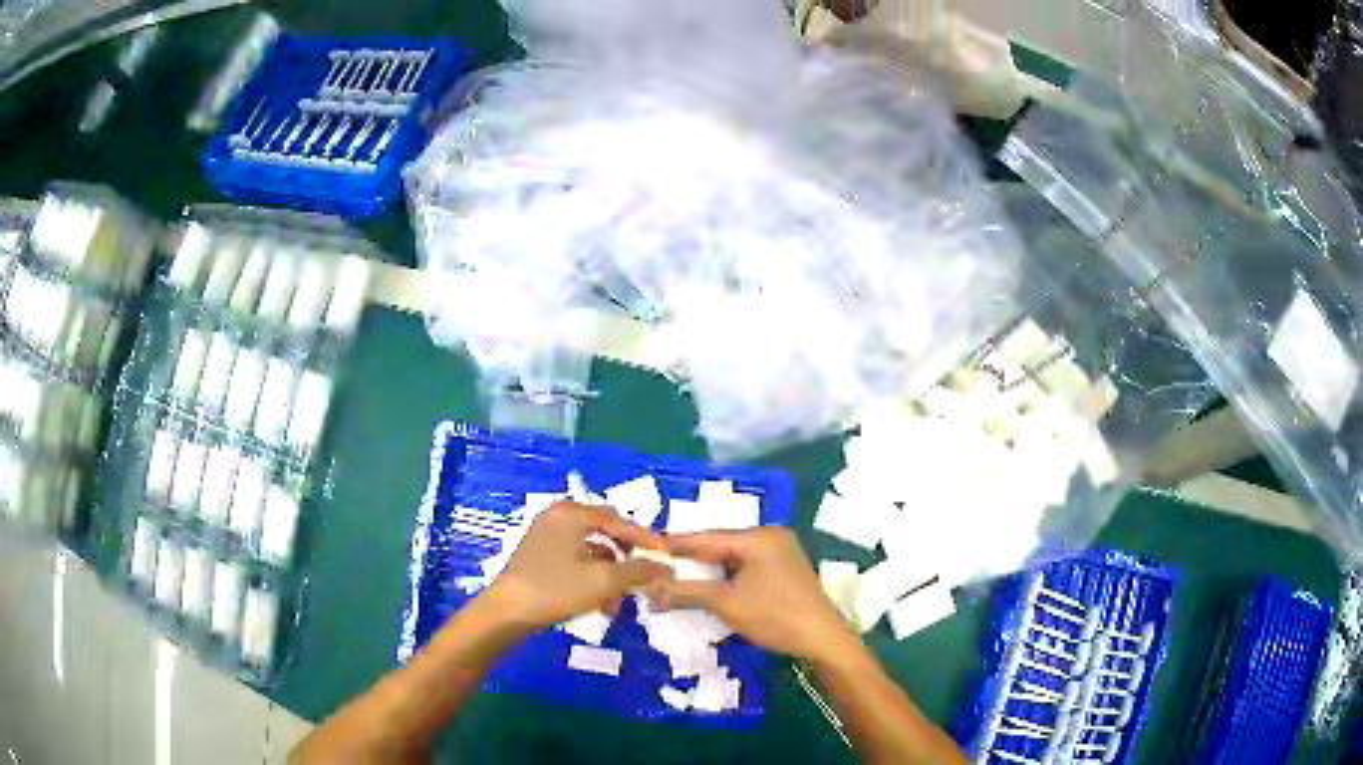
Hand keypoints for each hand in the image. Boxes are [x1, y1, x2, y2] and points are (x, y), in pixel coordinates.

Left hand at [479, 501, 670, 631]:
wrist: (506, 612)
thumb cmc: (555, 589)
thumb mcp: (604, 581)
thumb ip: (638, 570)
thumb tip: (664, 567)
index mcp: (572, 513)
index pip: (621, 522)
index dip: (648, 540)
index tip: (669, 556)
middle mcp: (558, 516)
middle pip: (606, 532)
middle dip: (627, 559)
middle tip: (644, 576)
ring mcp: (545, 534)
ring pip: (591, 550)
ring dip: (609, 574)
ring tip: (616, 602)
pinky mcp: (538, 554)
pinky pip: (575, 559)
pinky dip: (591, 577)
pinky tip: (597, 602)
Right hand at [644, 528, 857, 663]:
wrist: (823, 641)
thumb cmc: (775, 616)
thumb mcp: (726, 604)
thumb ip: (686, 592)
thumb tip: (648, 588)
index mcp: (760, 537)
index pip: (708, 537)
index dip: (676, 545)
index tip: (647, 548)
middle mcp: (771, 538)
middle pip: (721, 546)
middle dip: (690, 560)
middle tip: (657, 567)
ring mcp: (781, 555)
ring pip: (733, 560)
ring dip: (707, 572)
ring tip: (675, 579)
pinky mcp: (784, 573)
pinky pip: (746, 569)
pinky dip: (725, 579)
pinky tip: (707, 589)